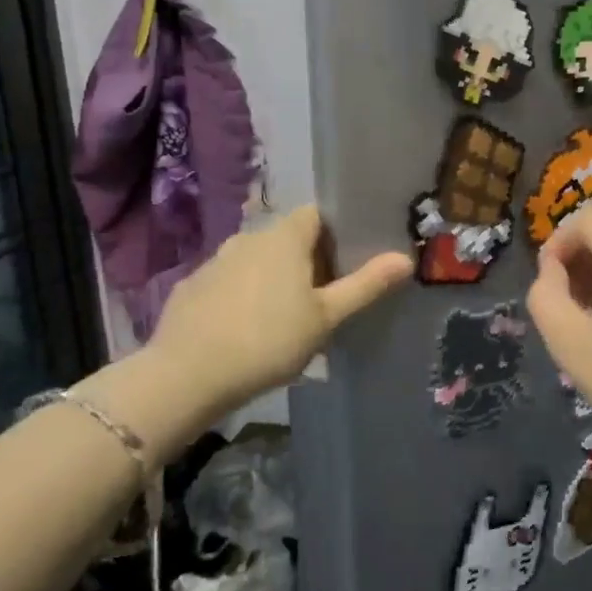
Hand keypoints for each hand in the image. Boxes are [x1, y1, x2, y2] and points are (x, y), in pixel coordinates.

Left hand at [136, 206, 410, 446]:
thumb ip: (365, 285)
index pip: (316, 214)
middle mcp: (248, 237)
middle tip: (323, 295)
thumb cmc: (269, 340)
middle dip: (306, 259)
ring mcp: (214, 261)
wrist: (186, 376)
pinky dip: (241, 295)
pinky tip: (245, 328)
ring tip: (284, 315)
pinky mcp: (190, 287)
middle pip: (286, 237)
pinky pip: (228, 282)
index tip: (347, 262)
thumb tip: (405, 258)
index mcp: (284, 237)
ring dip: (272, 277)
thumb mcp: (326, 317)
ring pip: (255, 259)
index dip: (334, 233)